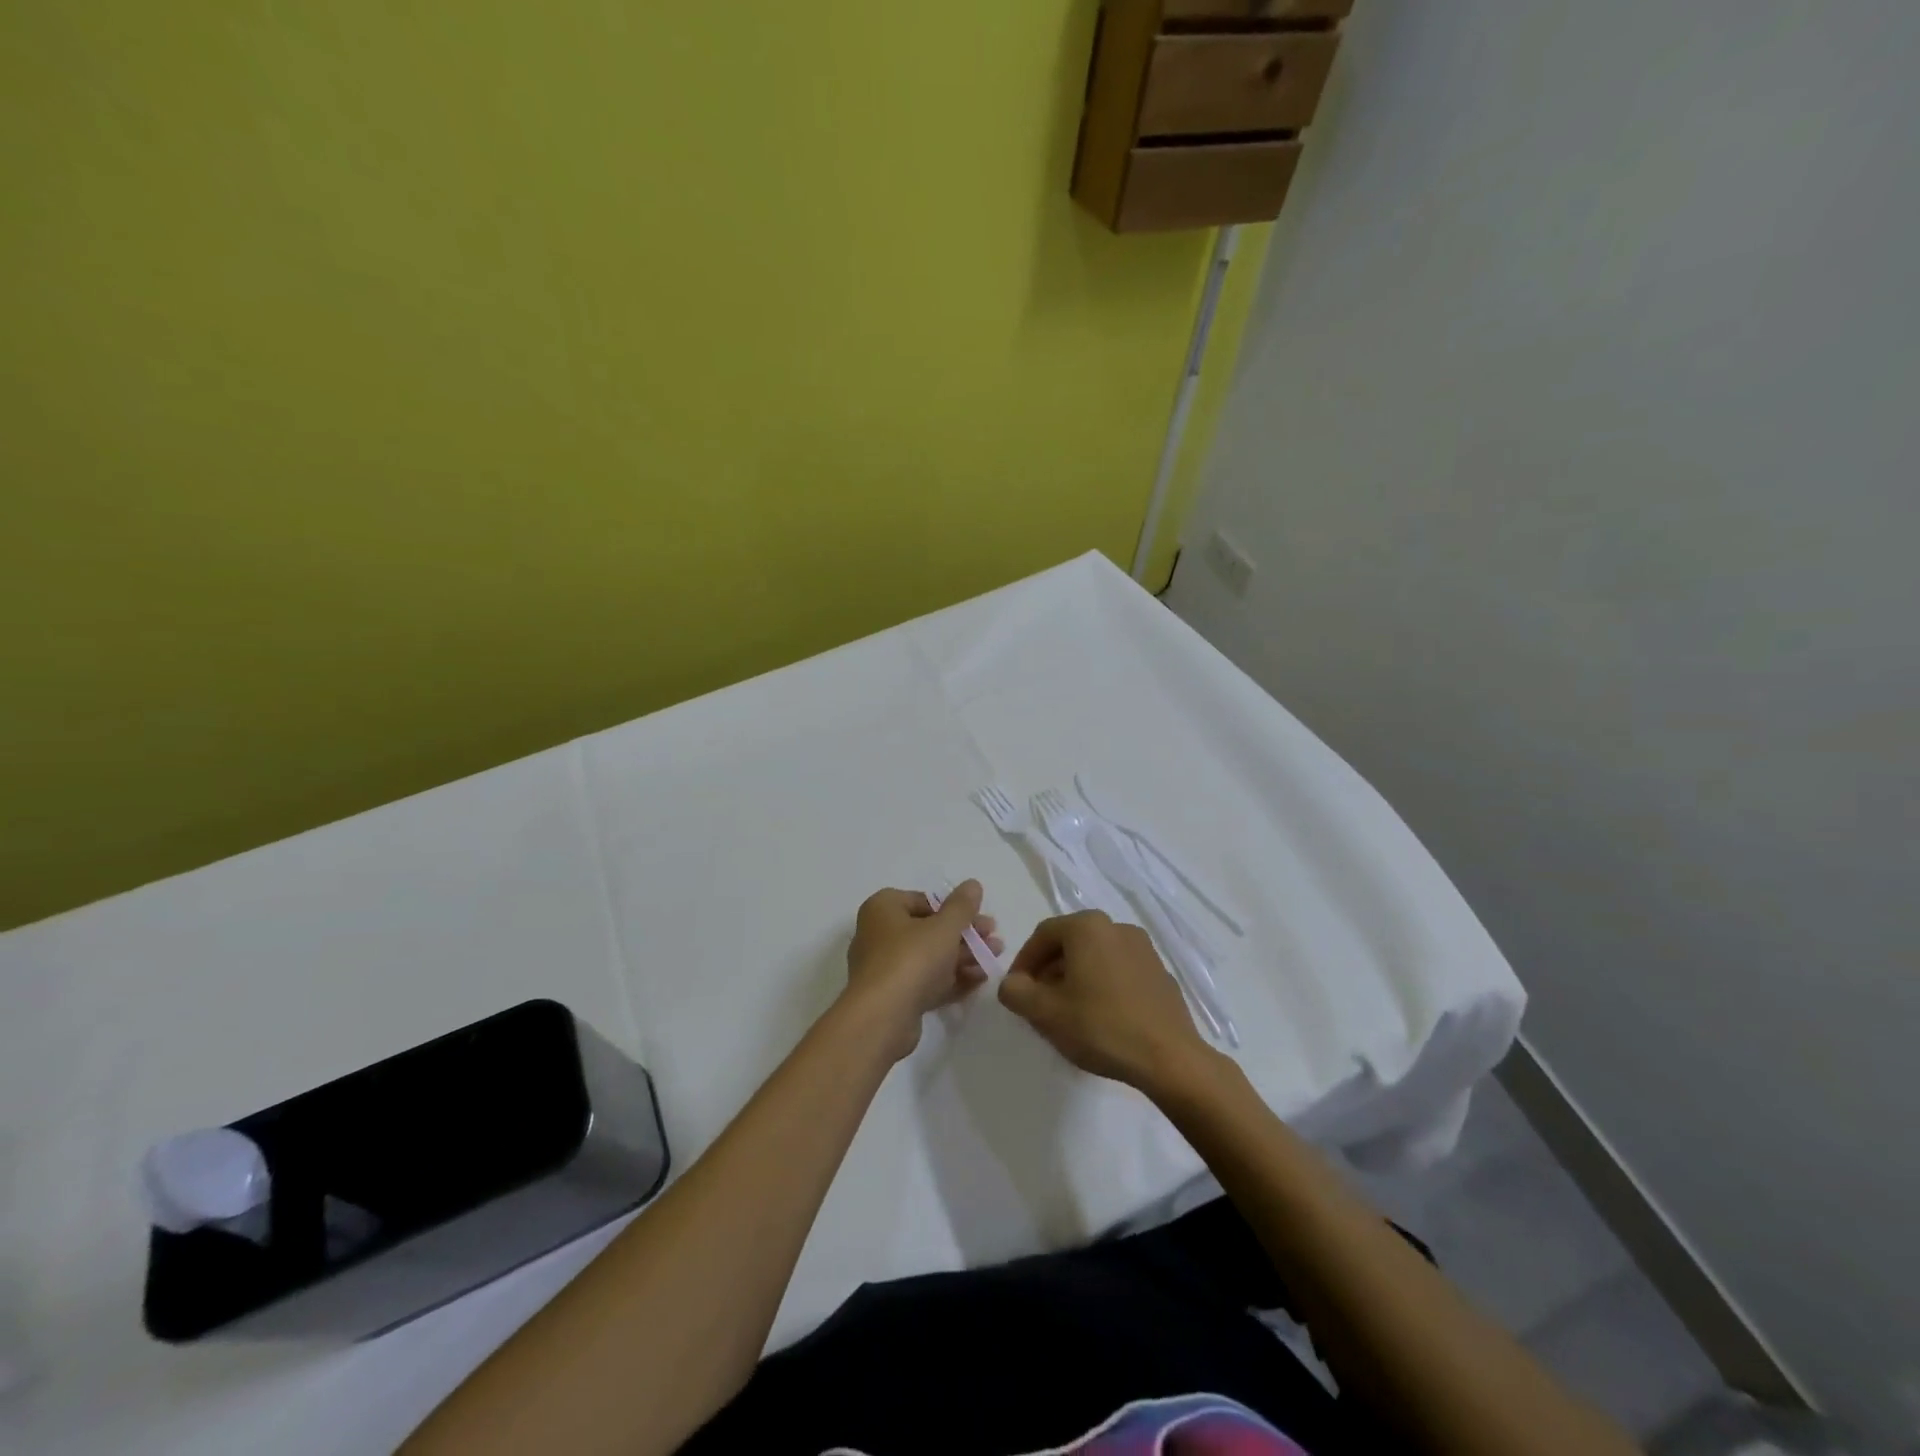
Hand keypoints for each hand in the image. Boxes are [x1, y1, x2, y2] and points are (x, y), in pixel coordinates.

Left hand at [843, 881, 1000, 1060]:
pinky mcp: (894, 997)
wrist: (881, 1018)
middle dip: (965, 935)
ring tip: (995, 958)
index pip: (924, 901)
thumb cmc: (911, 959)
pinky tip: (980, 980)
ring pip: (930, 957)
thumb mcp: (944, 927)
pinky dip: (951, 979)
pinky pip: (926, 982)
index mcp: (884, 908)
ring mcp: (885, 968)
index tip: (982, 917)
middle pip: (929, 930)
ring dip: (963, 957)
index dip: (956, 909)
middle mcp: (879, 934)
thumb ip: (962, 906)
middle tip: (995, 939)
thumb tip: (972, 884)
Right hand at [998, 911, 1212, 1092]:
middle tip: (1040, 1004)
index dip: (1023, 963)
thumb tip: (1012, 984)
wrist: (1169, 1058)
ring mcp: (1143, 948)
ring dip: (1075, 978)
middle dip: (1049, 971)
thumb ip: (1016, 992)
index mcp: (1087, 927)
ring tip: (1069, 1014)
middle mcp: (1116, 927)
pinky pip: (1119, 971)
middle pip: (1070, 943)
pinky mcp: (1160, 973)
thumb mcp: (1044, 1012)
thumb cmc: (1100, 1027)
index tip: (1017, 992)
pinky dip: (1103, 986)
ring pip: (1095, 957)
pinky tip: (1102, 1018)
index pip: (1042, 935)